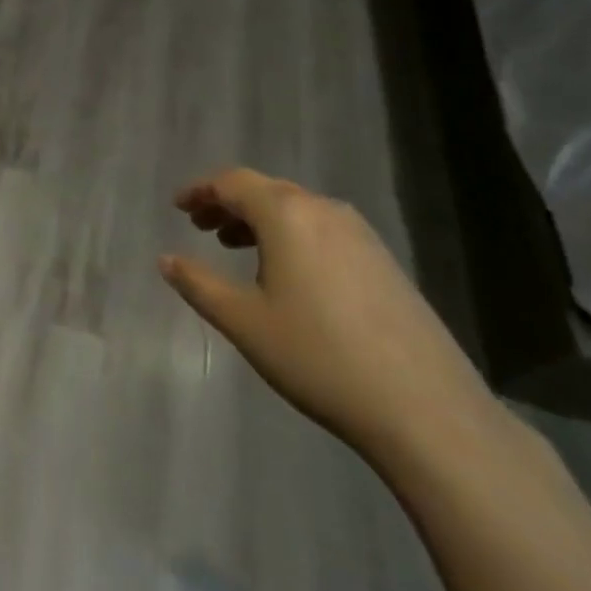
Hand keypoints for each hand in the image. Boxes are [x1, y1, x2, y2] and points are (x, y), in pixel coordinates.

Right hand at [159, 168, 506, 471]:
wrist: (425, 408)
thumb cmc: (318, 357)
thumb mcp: (244, 322)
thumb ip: (199, 284)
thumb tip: (165, 260)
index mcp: (287, 214)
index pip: (233, 182)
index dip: (201, 190)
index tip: (178, 207)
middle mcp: (324, 210)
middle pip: (266, 190)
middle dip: (228, 203)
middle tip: (201, 226)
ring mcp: (361, 234)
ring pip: (297, 209)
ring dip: (260, 220)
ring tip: (236, 247)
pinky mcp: (383, 260)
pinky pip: (323, 230)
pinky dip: (292, 236)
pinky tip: (287, 273)